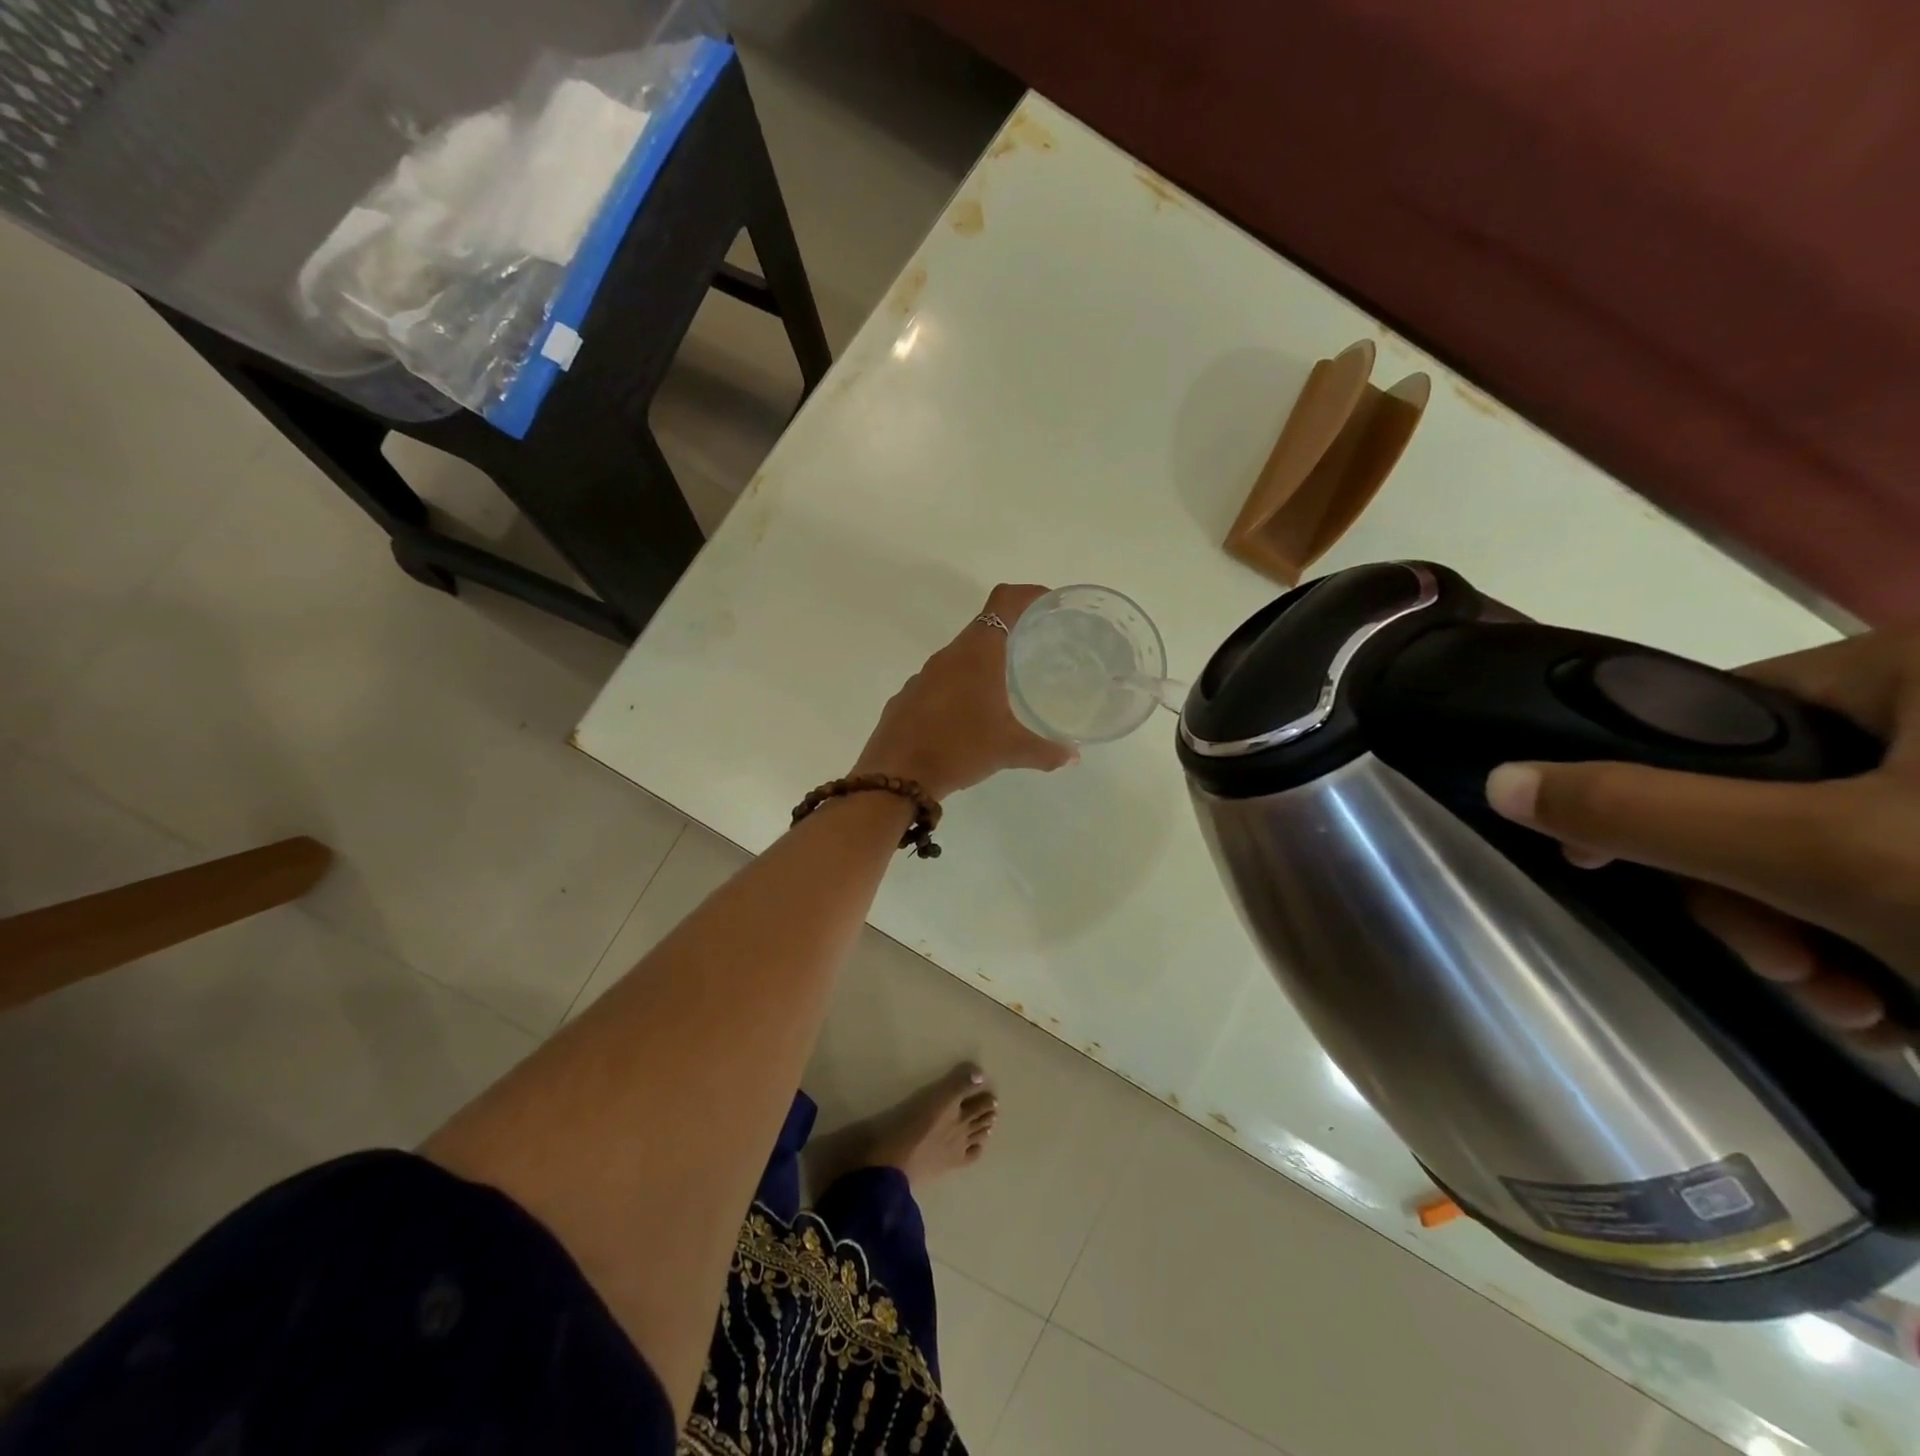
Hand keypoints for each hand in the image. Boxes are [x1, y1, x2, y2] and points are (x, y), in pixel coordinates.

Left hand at [851, 584, 1076, 799]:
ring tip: (1006, 686)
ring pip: (960, 658)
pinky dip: (960, 688)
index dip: (1027, 594)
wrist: (896, 777)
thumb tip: (1072, 756)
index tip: (1048, 604)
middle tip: (1037, 651)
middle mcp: (948, 656)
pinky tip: (970, 715)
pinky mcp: (908, 697)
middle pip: (983, 628)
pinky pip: (941, 682)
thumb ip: (1045, 751)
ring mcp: (923, 676)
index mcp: (976, 654)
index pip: (1003, 601)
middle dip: (1011, 634)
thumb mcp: (1008, 751)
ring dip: (984, 664)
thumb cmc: (958, 749)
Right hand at [1484, 628, 1919, 1044]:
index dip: (1657, 797)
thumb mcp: (1825, 856)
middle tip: (1786, 967)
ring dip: (1811, 938)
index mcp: (1916, 673)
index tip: (1633, 873)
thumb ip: (1645, 812)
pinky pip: (1899, 887)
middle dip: (1754, 897)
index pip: (1716, 721)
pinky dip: (1883, 951)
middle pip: (1772, 799)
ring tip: (1857, 1005)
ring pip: (1830, 855)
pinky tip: (1903, 1005)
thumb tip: (1500, 780)